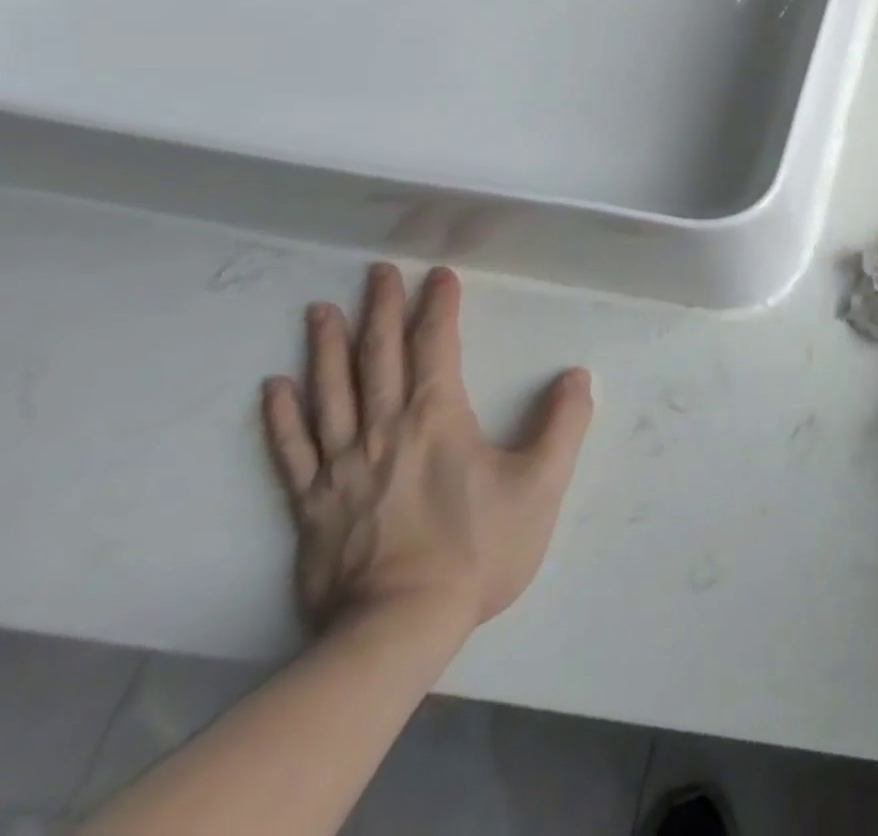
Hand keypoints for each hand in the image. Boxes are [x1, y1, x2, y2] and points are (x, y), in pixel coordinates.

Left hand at [261, 263, 593, 638]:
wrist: (398, 629)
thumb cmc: (478, 549)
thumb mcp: (541, 485)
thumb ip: (563, 425)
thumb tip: (576, 376)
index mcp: (437, 420)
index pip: (436, 348)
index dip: (439, 308)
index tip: (439, 275)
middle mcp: (383, 431)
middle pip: (378, 359)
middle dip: (381, 311)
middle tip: (378, 272)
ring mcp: (340, 468)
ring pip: (330, 394)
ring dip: (327, 349)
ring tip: (322, 311)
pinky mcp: (311, 506)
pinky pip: (291, 452)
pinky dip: (282, 417)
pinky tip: (276, 388)